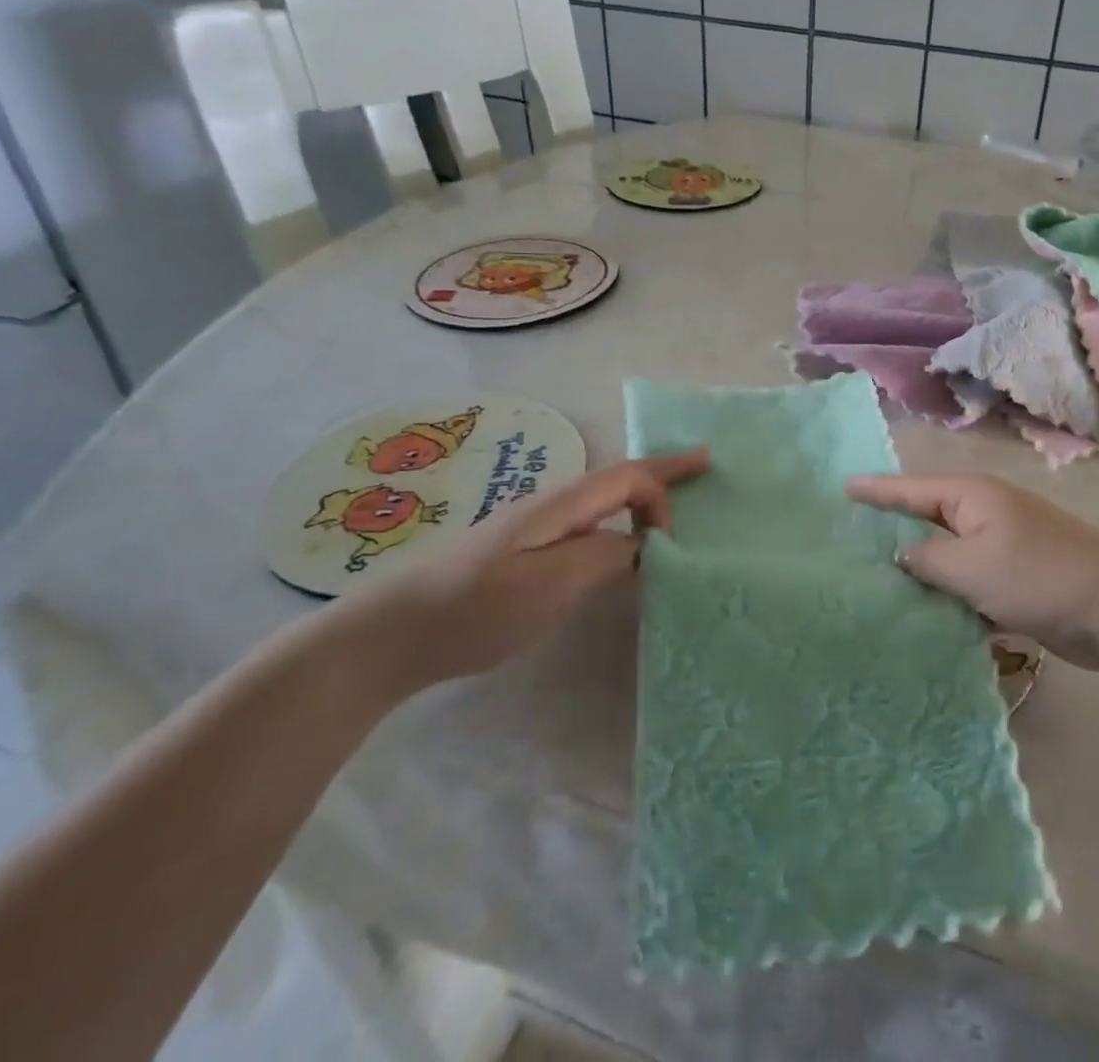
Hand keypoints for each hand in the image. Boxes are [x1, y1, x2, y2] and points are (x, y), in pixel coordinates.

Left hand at [347, 451, 709, 689]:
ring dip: (642, 494)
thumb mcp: (550, 584)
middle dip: (664, 470)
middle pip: (621, 476)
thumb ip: (605, 556)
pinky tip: (619, 543)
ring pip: (604, 498)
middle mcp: (554, 504)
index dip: (666, 489)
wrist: (395, 631)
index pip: (630, 476)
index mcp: (564, 504)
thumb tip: (641, 546)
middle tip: (702, 466)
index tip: (676, 537)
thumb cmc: (477, 607)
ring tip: (672, 504)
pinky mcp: (525, 551)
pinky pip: (589, 522)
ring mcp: (537, 526)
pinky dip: (619, 520)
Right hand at [847, 474, 1098, 670]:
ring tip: (877, 579)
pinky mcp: (1018, 578)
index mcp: (973, 497)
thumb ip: (927, 560)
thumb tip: (903, 555)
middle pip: (929, 517)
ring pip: (949, 553)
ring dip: (922, 568)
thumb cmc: (1039, 576)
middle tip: (851, 538)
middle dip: (894, 527)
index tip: (843, 488)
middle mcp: (986, 514)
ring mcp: (1005, 545)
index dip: (877, 490)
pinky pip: (970, 580)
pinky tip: (926, 613)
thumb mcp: (972, 567)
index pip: (912, 489)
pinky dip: (950, 593)